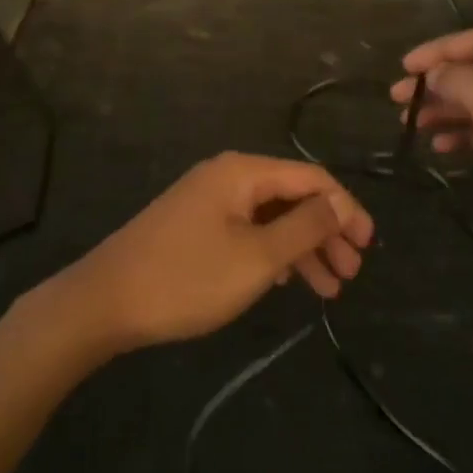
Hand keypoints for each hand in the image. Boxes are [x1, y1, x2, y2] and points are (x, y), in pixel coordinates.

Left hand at [55, 153, 374, 351]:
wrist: (105, 301)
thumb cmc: (188, 278)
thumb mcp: (258, 257)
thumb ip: (305, 227)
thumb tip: (339, 204)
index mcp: (244, 172)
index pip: (312, 178)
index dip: (346, 208)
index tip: (368, 245)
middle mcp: (228, 177)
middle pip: (293, 196)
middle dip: (327, 233)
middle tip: (351, 272)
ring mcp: (209, 202)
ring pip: (271, 218)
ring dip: (304, 249)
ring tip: (330, 289)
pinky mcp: (195, 226)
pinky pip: (248, 231)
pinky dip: (274, 254)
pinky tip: (289, 281)